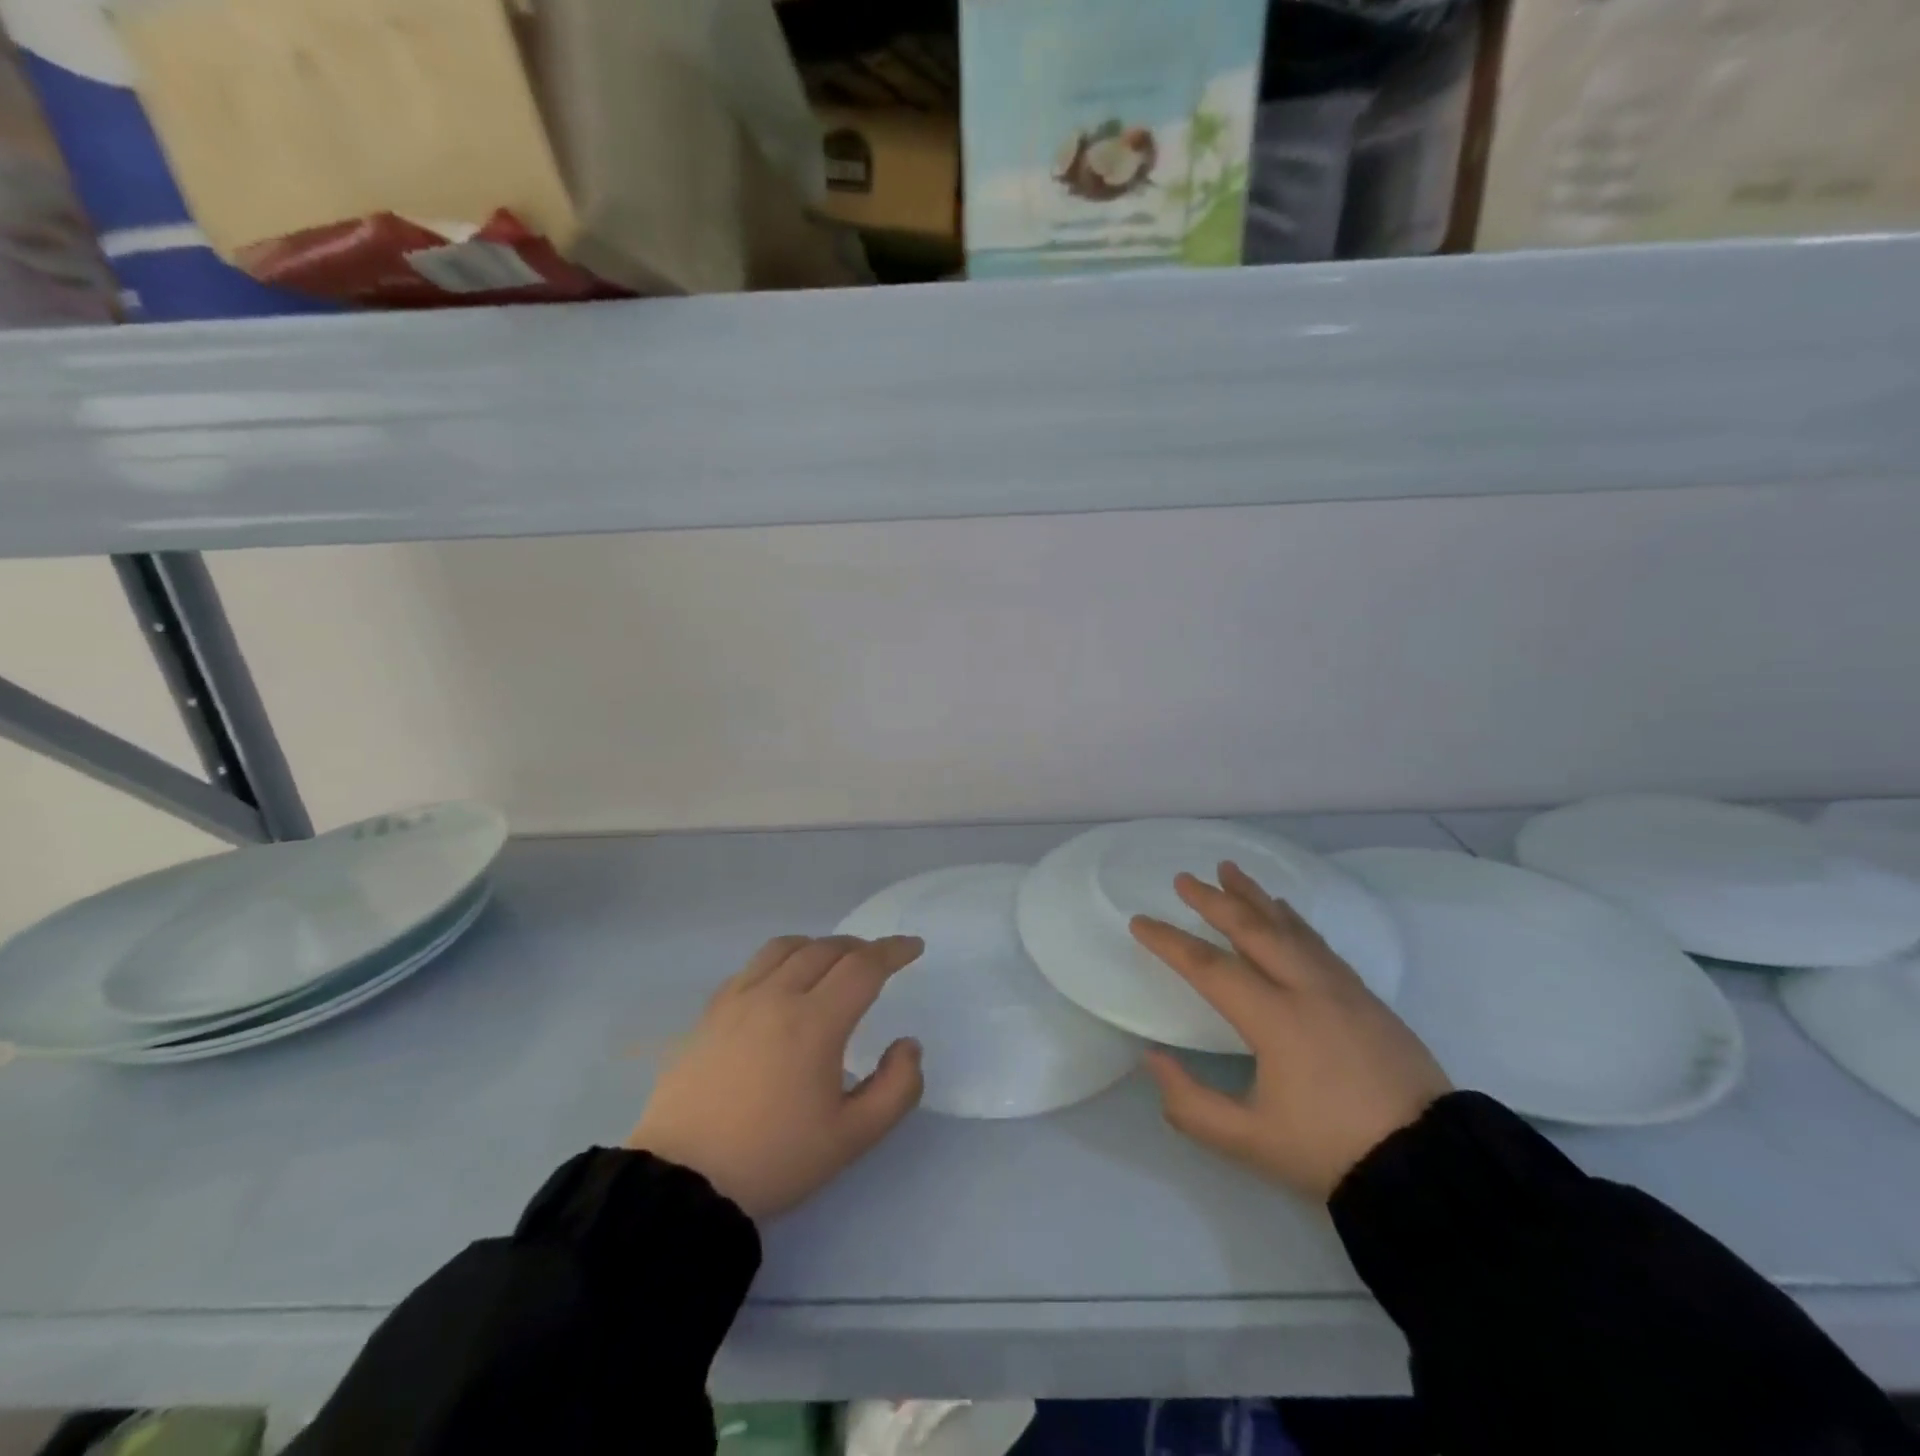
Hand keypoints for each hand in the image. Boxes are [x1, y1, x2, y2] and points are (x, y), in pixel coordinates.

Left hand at [627, 934, 925, 1220]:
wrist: (683, 1183)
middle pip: (826, 949)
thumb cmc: (774, 1160)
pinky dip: (781, 959)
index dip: (893, 951)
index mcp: (815, 1023)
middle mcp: (776, 996)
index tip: (913, 947)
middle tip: (878, 961)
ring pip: (786, 947)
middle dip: (860, 947)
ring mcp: (738, 1000)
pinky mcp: (710, 1012)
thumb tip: (908, 1044)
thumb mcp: (852, 1138)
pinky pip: (753, 966)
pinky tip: (783, 982)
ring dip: (819, 945)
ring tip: (832, 962)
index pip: (863, 966)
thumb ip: (896, 1088)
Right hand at [1131, 862, 1450, 1201]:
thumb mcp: (1249, 1142)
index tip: (1140, 921)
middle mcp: (1306, 989)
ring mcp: (1341, 988)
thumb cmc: (1332, 1150)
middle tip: (1185, 878)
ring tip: (1230, 870)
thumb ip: (1191, 1104)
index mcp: (1275, 1019)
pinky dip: (1293, 919)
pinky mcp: (1367, 997)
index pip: (1209, 967)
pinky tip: (1285, 912)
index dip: (1170, 941)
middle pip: (1252, 929)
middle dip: (1214, 901)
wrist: (1432, 1165)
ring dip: (1254, 896)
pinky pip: (1318, 942)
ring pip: (1289, 927)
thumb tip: (1153, 1059)